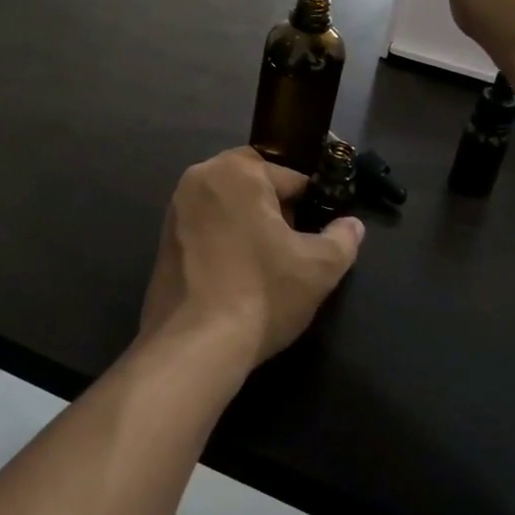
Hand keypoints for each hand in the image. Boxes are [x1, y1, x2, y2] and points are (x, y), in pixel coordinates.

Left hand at [140, 148, 363, 373]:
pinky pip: (205, 226)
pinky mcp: (163, 238)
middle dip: (277, 210)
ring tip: (267, 264)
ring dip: (249, 224)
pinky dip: (224, 240)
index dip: (311, 205)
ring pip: (228, 205)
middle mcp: (200, 177)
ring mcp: (175, 208)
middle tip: (293, 249)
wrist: (195, 344)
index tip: (320, 234)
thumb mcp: (318, 268)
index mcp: (236, 170)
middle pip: (254, 185)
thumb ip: (342, 240)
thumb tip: (352, 226)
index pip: (290, 178)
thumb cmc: (261, 292)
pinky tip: (237, 274)